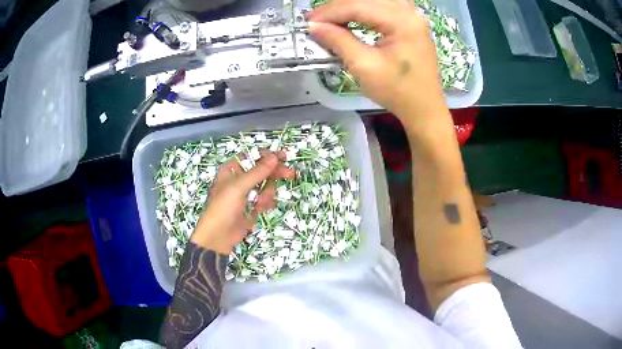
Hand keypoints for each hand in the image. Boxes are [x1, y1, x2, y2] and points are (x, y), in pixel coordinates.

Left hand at [191, 153, 294, 254]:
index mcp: (232, 170)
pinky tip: (260, 209)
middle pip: (262, 171)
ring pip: (265, 186)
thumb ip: (258, 171)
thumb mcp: (239, 187)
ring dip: (267, 193)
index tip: (283, 156)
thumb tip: (274, 157)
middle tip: (289, 174)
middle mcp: (239, 180)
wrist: (218, 236)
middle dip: (274, 174)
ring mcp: (246, 194)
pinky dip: (265, 203)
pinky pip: (265, 200)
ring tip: (261, 203)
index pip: (252, 157)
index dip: (267, 156)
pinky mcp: (251, 207)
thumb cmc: (223, 207)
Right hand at [308, 0, 447, 130]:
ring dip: (352, 6)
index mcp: (402, 22)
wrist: (424, 108)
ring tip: (332, 18)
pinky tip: (353, 16)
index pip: (359, 6)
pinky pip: (384, 6)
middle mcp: (410, 12)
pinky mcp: (412, 22)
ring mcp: (413, 16)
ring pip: (375, 0)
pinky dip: (365, 9)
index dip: (331, 12)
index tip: (309, 21)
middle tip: (317, 19)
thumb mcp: (364, 67)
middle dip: (339, 7)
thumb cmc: (397, 91)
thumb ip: (339, 41)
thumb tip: (314, 26)